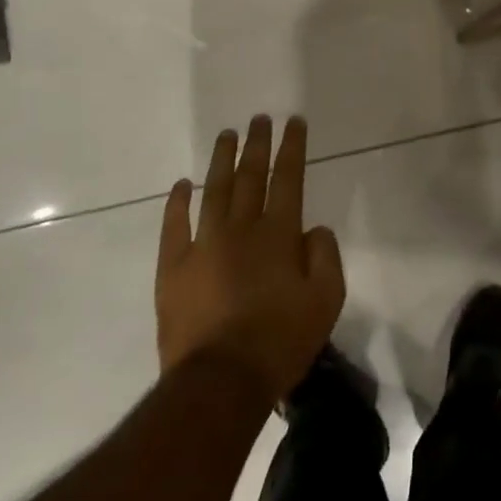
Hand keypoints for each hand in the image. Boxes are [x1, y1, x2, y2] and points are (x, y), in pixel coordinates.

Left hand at [156, 115, 344, 402]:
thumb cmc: (281, 341)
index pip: (288, 178)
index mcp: (279, 234)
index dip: (292, 147)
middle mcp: (241, 229)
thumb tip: (313, 230)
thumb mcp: (327, 300)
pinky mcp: (174, 269)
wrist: (220, 382)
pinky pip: (174, 226)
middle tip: (259, 119)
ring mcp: (203, 246)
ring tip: (226, 135)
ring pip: (213, 191)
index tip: (294, 122)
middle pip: (250, 176)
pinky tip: (181, 185)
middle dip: (257, 144)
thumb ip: (325, 256)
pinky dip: (177, 203)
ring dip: (221, 161)